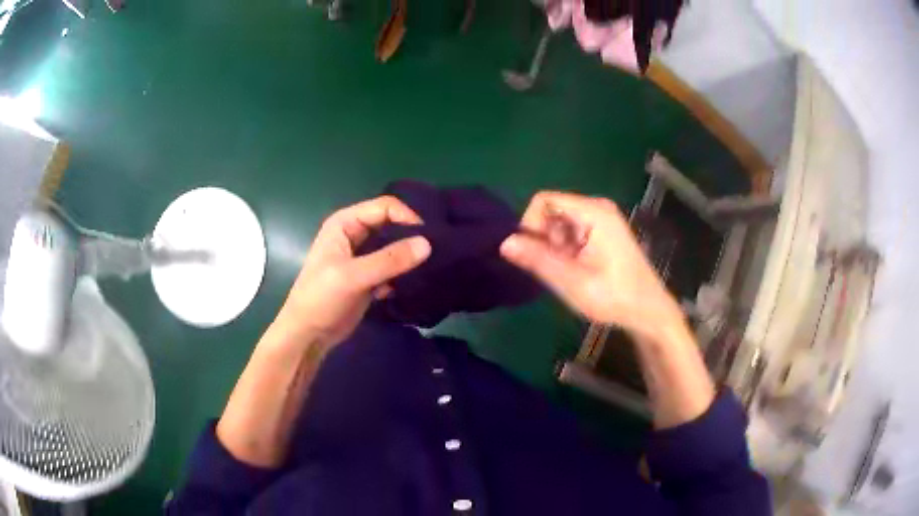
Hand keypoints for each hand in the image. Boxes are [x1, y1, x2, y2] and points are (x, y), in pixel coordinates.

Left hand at [270, 196, 430, 348]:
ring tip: (429, 268)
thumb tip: (427, 244)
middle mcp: (354, 234)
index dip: (407, 217)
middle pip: (391, 225)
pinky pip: (392, 267)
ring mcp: (362, 256)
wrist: (308, 335)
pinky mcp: (369, 276)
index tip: (429, 238)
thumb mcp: (353, 276)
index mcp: (345, 223)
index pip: (384, 207)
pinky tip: (412, 285)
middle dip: (411, 236)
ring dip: (409, 257)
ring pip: (394, 247)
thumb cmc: (321, 299)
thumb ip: (390, 260)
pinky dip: (403, 274)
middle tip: (435, 252)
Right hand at [500, 191, 682, 340]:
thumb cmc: (614, 297)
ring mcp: (602, 218)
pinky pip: (572, 231)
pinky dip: (566, 249)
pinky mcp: (603, 231)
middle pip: (552, 210)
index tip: (533, 254)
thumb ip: (538, 260)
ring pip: (559, 223)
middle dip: (544, 238)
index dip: (530, 224)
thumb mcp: (572, 282)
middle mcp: (597, 207)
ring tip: (568, 273)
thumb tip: (504, 242)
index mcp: (593, 212)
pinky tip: (577, 270)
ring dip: (555, 246)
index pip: (543, 200)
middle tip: (555, 268)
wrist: (648, 311)